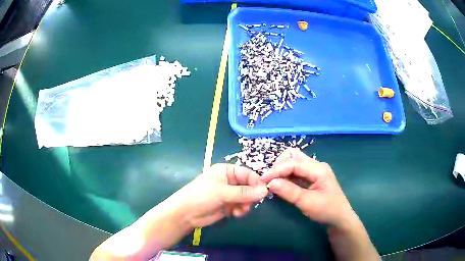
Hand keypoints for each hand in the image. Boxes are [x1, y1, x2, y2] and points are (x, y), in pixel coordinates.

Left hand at [168, 163, 268, 228]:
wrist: (186, 214)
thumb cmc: (202, 196)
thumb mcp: (223, 192)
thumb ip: (244, 193)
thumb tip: (265, 191)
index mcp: (226, 171)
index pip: (247, 173)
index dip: (256, 181)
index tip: (264, 191)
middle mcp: (229, 181)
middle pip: (248, 186)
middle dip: (251, 195)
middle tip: (251, 203)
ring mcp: (229, 194)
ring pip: (246, 197)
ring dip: (246, 204)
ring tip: (240, 210)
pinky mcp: (228, 205)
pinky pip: (241, 206)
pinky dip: (241, 210)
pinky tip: (235, 214)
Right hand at [261, 148, 355, 227]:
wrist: (339, 218)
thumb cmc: (327, 211)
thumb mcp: (308, 203)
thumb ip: (289, 192)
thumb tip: (270, 183)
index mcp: (319, 169)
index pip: (293, 163)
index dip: (277, 170)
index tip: (264, 181)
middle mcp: (316, 165)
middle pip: (294, 156)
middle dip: (279, 166)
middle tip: (269, 180)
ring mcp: (315, 170)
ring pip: (294, 161)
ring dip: (282, 169)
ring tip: (273, 182)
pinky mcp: (312, 176)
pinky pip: (296, 170)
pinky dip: (286, 175)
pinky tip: (281, 184)